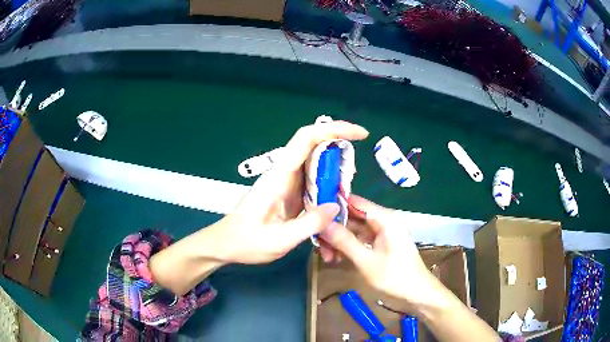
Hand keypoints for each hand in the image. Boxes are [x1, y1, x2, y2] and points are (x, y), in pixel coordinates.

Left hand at [217, 121, 368, 264]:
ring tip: (347, 190)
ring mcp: (288, 182)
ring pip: (317, 164)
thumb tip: (336, 206)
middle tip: (354, 175)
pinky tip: (336, 203)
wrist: (226, 244)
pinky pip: (314, 182)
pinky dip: (329, 187)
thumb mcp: (279, 240)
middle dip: (340, 152)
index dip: (334, 129)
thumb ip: (309, 224)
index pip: (307, 139)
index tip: (360, 134)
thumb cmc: (246, 242)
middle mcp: (285, 173)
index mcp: (279, 177)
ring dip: (336, 172)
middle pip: (316, 147)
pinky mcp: (290, 193)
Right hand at [319, 195, 442, 306]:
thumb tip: (322, 223)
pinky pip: (359, 239)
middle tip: (317, 243)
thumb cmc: (395, 277)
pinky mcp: (380, 242)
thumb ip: (344, 241)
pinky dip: (347, 246)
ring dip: (338, 240)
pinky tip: (335, 257)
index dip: (333, 205)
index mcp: (385, 218)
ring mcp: (381, 231)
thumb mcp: (366, 261)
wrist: (417, 293)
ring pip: (353, 229)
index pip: (354, 201)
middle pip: (352, 216)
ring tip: (325, 256)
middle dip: (334, 228)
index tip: (312, 213)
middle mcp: (383, 220)